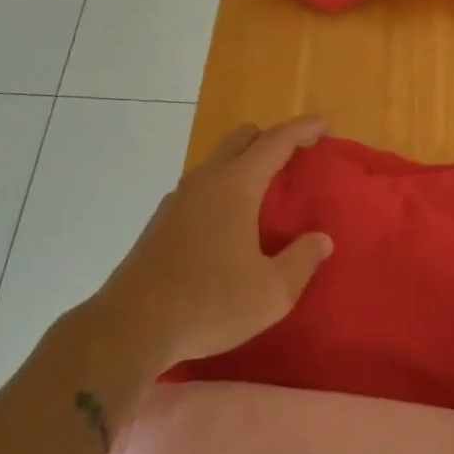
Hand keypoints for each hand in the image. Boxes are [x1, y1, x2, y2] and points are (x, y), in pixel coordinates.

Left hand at [95, 116, 331, 371]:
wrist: (130, 329)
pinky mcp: (161, 222)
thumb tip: (320, 239)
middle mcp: (205, 181)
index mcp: (235, 186)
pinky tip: (230, 223)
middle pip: (241, 138)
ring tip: (266, 193)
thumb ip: (302, 260)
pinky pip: (201, 187)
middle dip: (271, 138)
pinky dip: (223, 187)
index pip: (275, 141)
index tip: (324, 125)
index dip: (303, 129)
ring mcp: (177, 199)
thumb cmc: (209, 304)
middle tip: (296, 158)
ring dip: (244, 163)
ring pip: (217, 161)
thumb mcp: (272, 292)